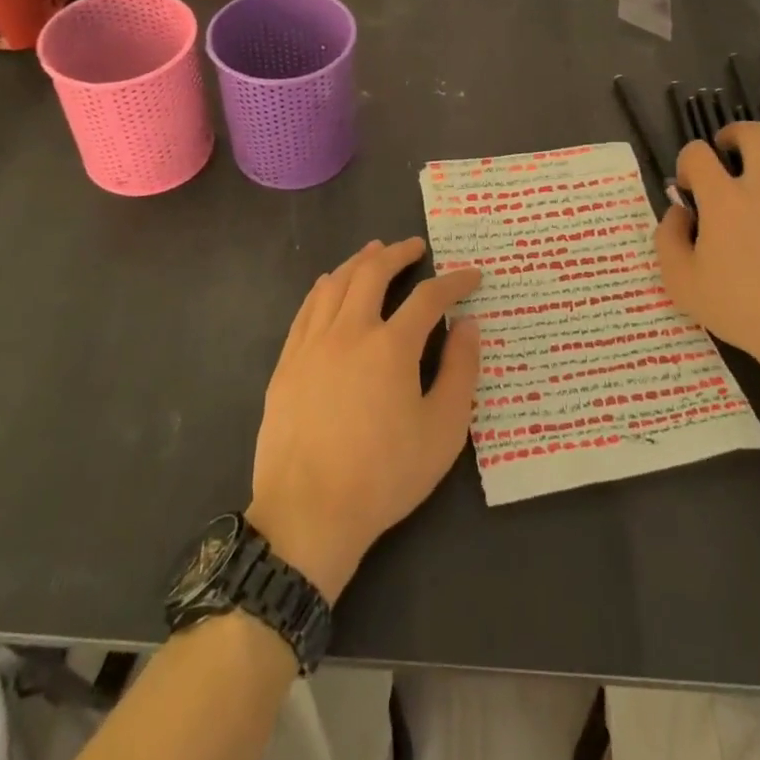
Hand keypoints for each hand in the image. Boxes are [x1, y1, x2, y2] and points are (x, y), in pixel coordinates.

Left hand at [249, 238, 481, 602]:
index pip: (429, 297)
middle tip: (416, 247)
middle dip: (399, 252)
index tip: (472, 276)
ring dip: (360, 260)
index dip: (454, 282)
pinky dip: (326, 286)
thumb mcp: (442, 431)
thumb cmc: (383, 475)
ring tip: (375, 252)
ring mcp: (313, 343)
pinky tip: (332, 284)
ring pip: (336, 282)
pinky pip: (308, 307)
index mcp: (391, 346)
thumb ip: (460, 372)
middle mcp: (350, 330)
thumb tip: (469, 325)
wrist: (308, 512)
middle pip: (373, 271)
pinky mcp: (288, 360)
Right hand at [654, 122, 759, 396]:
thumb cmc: (742, 309)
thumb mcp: (681, 281)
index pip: (697, 153)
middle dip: (734, 135)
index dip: (688, 163)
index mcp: (723, 197)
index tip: (690, 186)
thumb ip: (668, 238)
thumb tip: (678, 211)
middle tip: (730, 154)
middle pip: (752, 132)